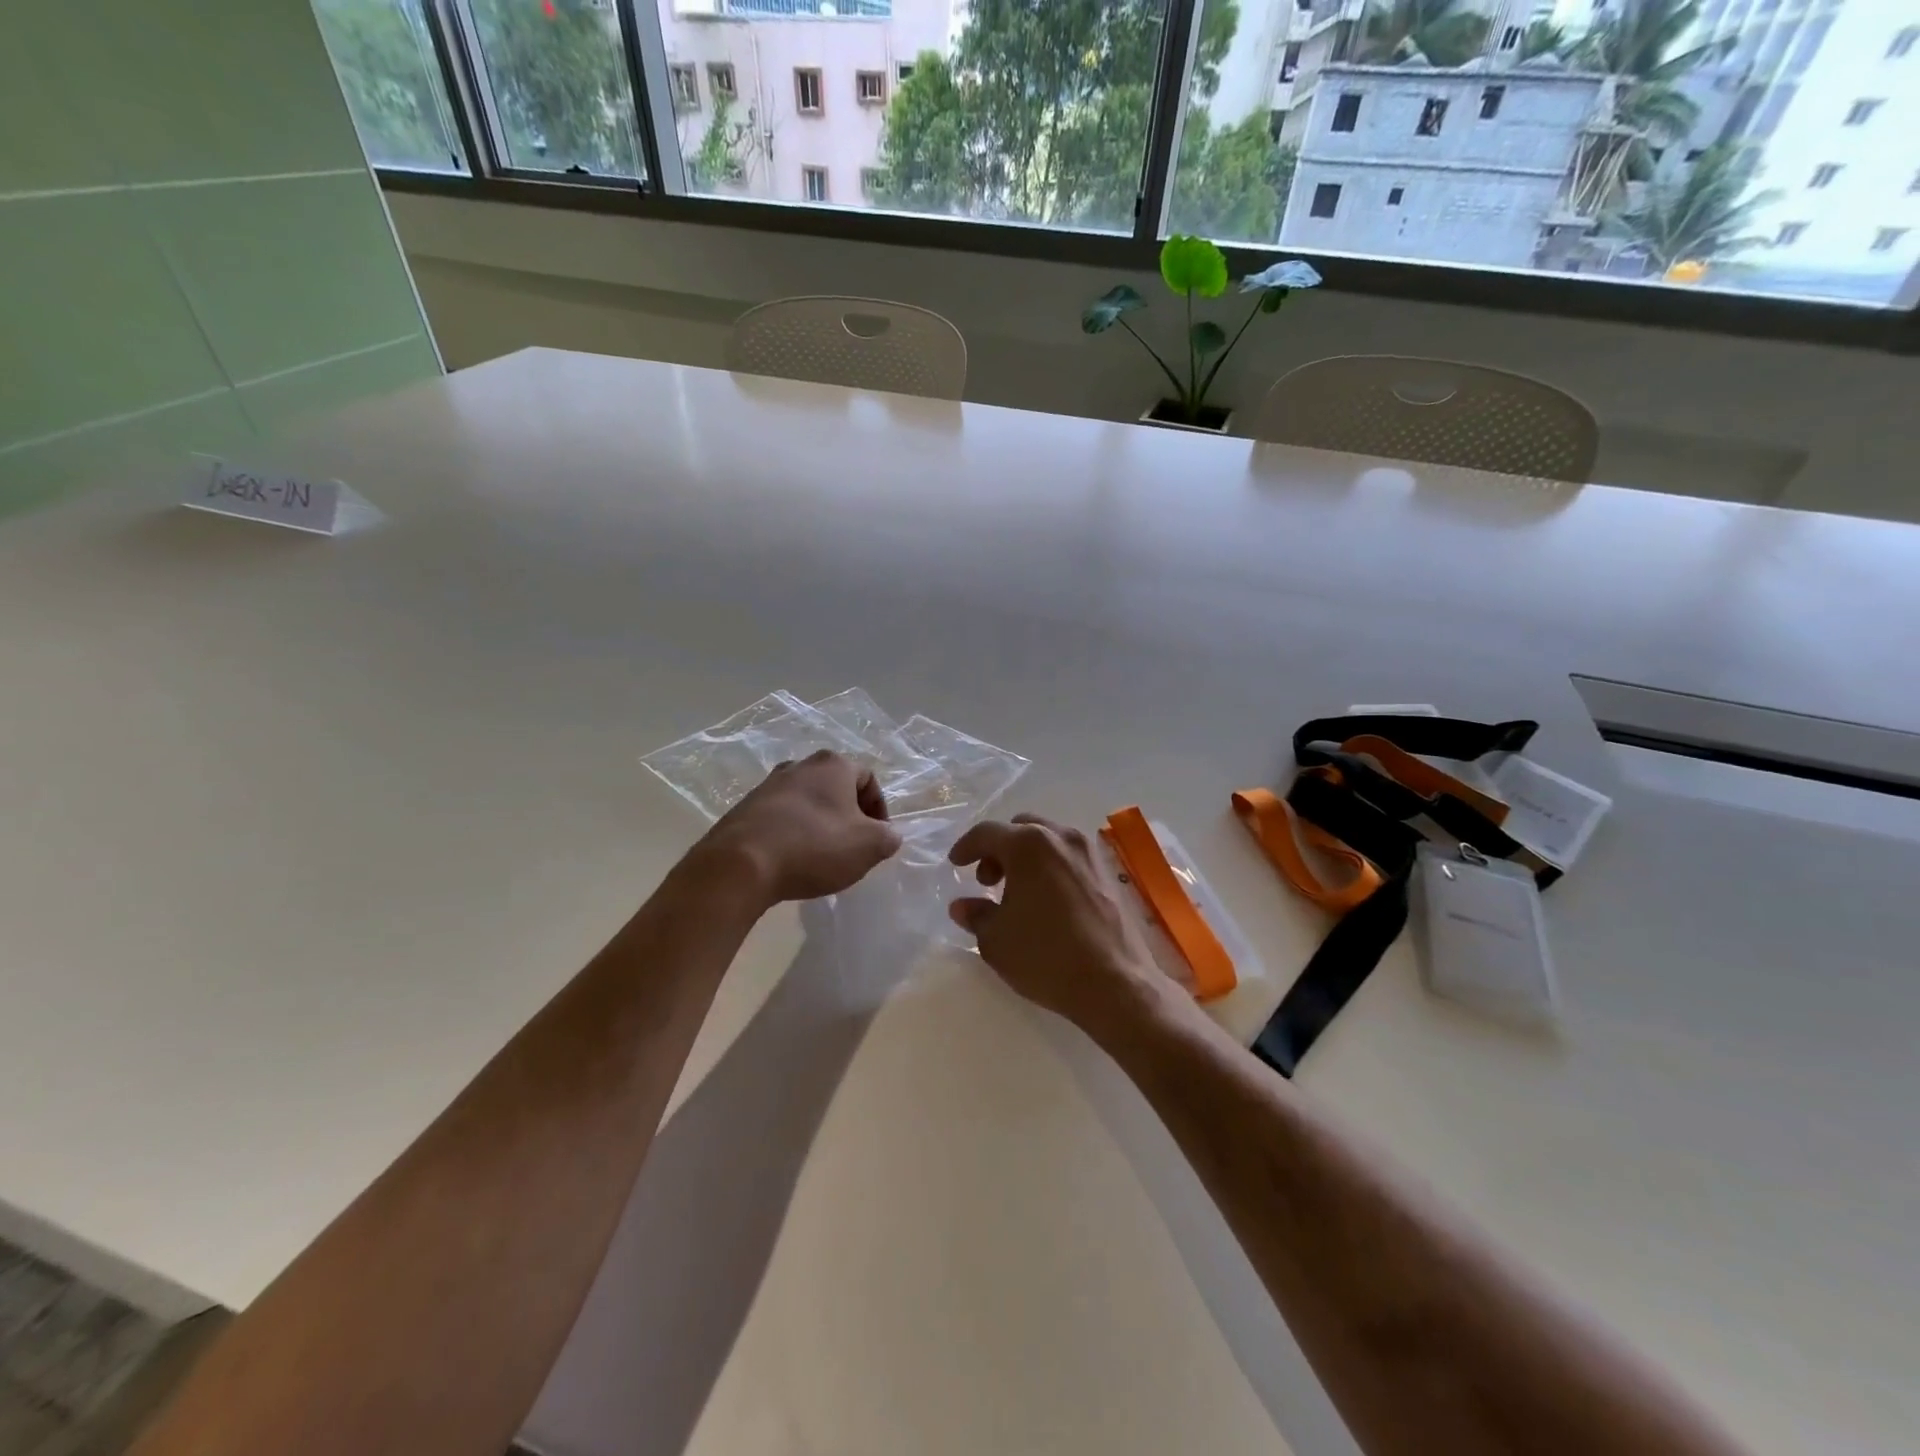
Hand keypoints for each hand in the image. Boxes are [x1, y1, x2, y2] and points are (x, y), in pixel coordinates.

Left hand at [700, 751, 901, 905]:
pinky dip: (792, 835)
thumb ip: (888, 837)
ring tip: (821, 857)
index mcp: (833, 765)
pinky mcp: (744, 809)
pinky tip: (792, 861)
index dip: (880, 810)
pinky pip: (780, 819)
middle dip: (849, 817)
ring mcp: (768, 785)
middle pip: (836, 789)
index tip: (877, 840)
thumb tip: (888, 835)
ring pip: (807, 803)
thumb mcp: (868, 846)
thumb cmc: (814, 846)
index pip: (868, 779)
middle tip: (852, 848)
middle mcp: (799, 766)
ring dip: (820, 825)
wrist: (740, 865)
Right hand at [948, 814, 1166, 1036]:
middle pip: (1020, 828)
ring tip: (1018, 892)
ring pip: (1048, 839)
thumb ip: (976, 915)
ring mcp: (1089, 853)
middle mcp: (1061, 837)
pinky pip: (1069, 856)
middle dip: (999, 849)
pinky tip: (1047, 900)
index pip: (987, 833)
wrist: (1115, 983)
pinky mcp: (1108, 872)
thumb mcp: (996, 940)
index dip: (966, 847)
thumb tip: (963, 905)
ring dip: (1026, 856)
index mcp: (1028, 844)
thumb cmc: (1046, 957)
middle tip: (987, 881)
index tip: (956, 864)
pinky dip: (1051, 866)